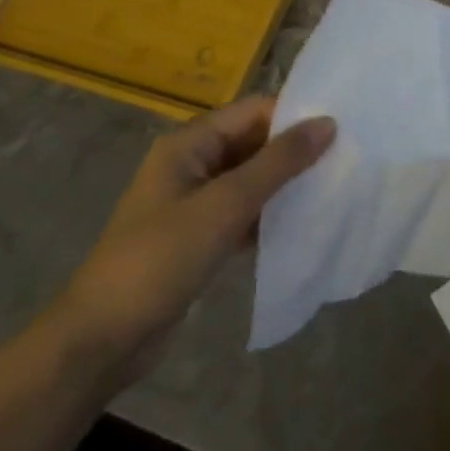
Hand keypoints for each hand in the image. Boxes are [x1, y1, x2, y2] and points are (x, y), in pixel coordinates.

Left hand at [47, 98, 334, 389]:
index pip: (253, 111)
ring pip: (251, 179)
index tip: (342, 130)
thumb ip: (278, 162)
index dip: (295, 116)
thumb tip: (328, 123)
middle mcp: (192, 164)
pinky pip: (244, 212)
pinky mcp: (200, 237)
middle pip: (253, 143)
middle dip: (295, 151)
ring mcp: (194, 202)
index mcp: (190, 143)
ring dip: (286, 184)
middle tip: (347, 159)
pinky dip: (270, 215)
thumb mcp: (225, 205)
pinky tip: (303, 224)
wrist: (102, 339)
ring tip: (334, 188)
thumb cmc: (161, 259)